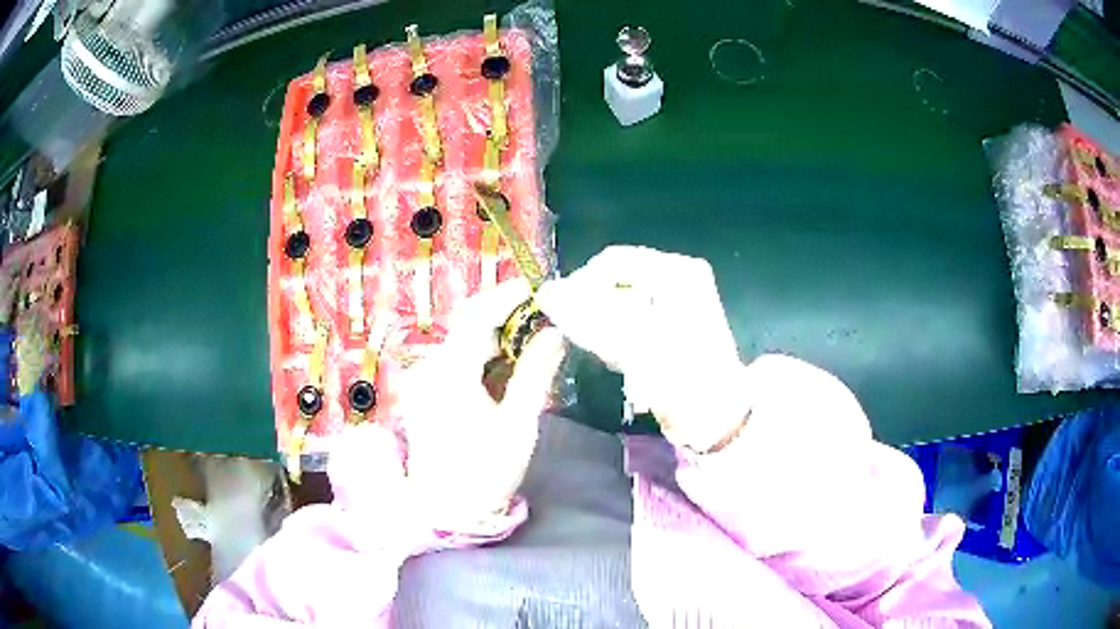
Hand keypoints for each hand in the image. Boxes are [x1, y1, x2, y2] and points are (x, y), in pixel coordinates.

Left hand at [397, 280, 564, 530]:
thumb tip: (555, 333)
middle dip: (503, 314)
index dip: (508, 297)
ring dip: (493, 334)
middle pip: (467, 326)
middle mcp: (430, 368)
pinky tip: (503, 364)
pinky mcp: (424, 395)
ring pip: (461, 343)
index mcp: (450, 372)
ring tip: (529, 336)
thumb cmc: (485, 471)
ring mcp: (423, 381)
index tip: (538, 288)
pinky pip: (454, 361)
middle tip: (541, 313)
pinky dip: (480, 354)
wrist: (445, 510)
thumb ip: (535, 374)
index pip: (478, 317)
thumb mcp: (518, 424)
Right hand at [536, 246, 747, 451]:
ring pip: (620, 303)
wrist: (716, 418)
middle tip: (582, 338)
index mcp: (676, 271)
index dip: (581, 284)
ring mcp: (675, 302)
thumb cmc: (681, 377)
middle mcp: (677, 278)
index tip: (560, 314)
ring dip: (604, 327)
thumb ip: (586, 316)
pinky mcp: (670, 326)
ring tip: (609, 356)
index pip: (613, 261)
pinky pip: (631, 321)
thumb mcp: (633, 344)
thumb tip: (545, 292)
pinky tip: (621, 362)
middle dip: (594, 310)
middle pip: (616, 281)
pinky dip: (618, 338)